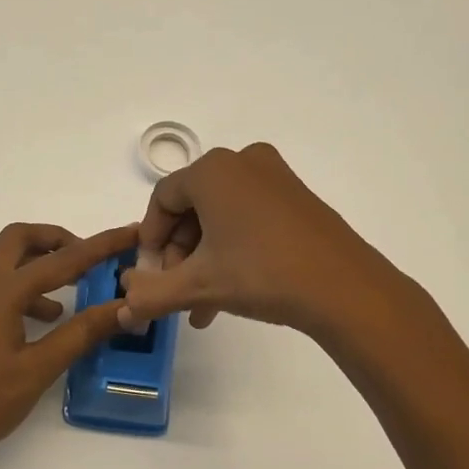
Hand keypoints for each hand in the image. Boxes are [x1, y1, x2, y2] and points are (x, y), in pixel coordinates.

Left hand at [0, 221, 140, 468]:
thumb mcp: (38, 368)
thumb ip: (81, 333)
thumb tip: (124, 308)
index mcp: (1, 291)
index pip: (62, 259)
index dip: (101, 245)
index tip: (131, 232)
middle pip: (21, 239)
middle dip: (58, 239)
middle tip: (90, 258)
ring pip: (8, 262)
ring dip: (42, 264)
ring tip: (78, 290)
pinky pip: (0, 287)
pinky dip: (28, 290)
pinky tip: (48, 320)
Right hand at [119, 143, 411, 337]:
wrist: (345, 289)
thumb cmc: (261, 273)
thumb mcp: (198, 286)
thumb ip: (152, 295)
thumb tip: (123, 308)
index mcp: (212, 170)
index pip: (162, 200)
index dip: (150, 239)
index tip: (151, 275)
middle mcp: (241, 161)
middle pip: (191, 208)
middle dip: (179, 254)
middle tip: (178, 292)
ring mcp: (274, 176)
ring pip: (220, 216)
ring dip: (205, 258)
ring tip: (204, 304)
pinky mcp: (297, 196)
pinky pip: (248, 216)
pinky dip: (233, 248)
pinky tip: (232, 289)